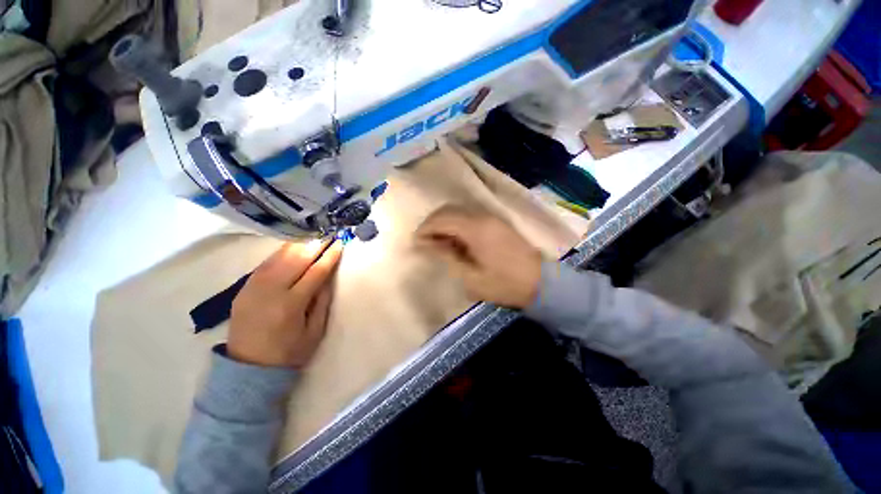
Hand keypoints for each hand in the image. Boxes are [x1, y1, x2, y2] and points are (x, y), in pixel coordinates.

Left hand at [227, 240, 342, 367]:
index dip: (330, 255)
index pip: (316, 272)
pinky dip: (282, 252)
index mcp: (291, 304)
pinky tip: (293, 246)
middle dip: (316, 243)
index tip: (340, 242)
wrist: (247, 368)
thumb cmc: (288, 352)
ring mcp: (253, 287)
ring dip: (299, 244)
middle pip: (296, 259)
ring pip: (279, 256)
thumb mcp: (315, 331)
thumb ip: (322, 301)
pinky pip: (266, 263)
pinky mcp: (244, 287)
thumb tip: (328, 276)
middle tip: (329, 233)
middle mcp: (270, 291)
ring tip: (314, 235)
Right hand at [415, 205, 542, 308]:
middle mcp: (482, 216)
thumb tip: (426, 244)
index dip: (425, 229)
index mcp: (475, 229)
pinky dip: (456, 224)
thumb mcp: (471, 277)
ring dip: (444, 223)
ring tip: (438, 243)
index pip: (442, 219)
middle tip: (425, 242)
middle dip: (432, 224)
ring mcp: (491, 217)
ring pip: (458, 211)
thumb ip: (447, 256)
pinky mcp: (496, 222)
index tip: (416, 243)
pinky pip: (469, 216)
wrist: (541, 283)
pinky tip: (455, 240)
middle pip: (448, 210)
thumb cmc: (504, 284)